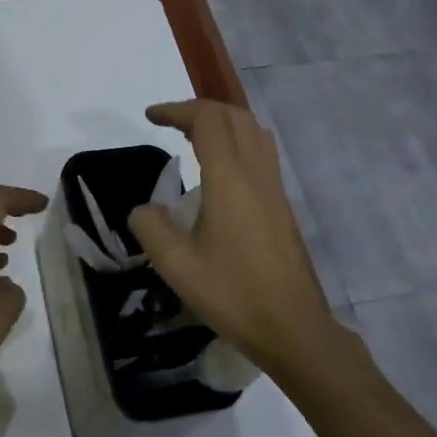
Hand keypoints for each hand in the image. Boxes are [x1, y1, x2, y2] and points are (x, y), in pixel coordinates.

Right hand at [127, 100, 337, 374]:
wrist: (292, 326)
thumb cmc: (232, 293)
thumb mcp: (176, 265)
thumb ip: (151, 228)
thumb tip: (144, 209)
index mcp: (229, 179)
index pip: (207, 120)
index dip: (177, 110)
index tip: (150, 117)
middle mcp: (256, 173)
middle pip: (233, 116)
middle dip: (199, 110)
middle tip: (169, 123)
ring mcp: (274, 188)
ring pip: (253, 132)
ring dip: (222, 123)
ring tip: (193, 138)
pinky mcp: (282, 205)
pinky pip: (261, 153)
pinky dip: (237, 143)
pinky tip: (221, 171)